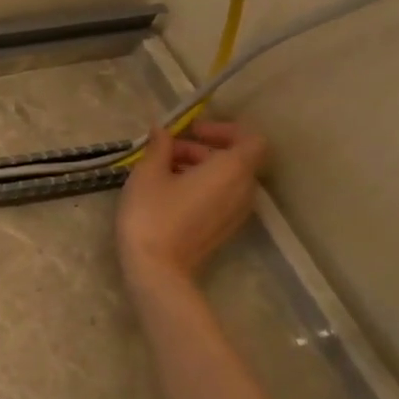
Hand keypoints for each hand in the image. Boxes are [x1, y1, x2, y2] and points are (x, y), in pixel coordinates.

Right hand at [117, 118, 266, 290]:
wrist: (157, 268)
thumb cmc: (152, 214)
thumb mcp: (148, 173)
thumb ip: (159, 146)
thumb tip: (162, 130)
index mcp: (231, 170)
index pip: (250, 139)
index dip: (224, 129)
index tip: (192, 131)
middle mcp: (243, 190)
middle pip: (235, 158)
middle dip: (202, 148)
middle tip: (166, 150)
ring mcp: (237, 212)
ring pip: (228, 178)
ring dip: (200, 167)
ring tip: (162, 170)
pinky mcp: (225, 228)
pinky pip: (222, 196)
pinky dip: (202, 186)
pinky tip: (169, 192)